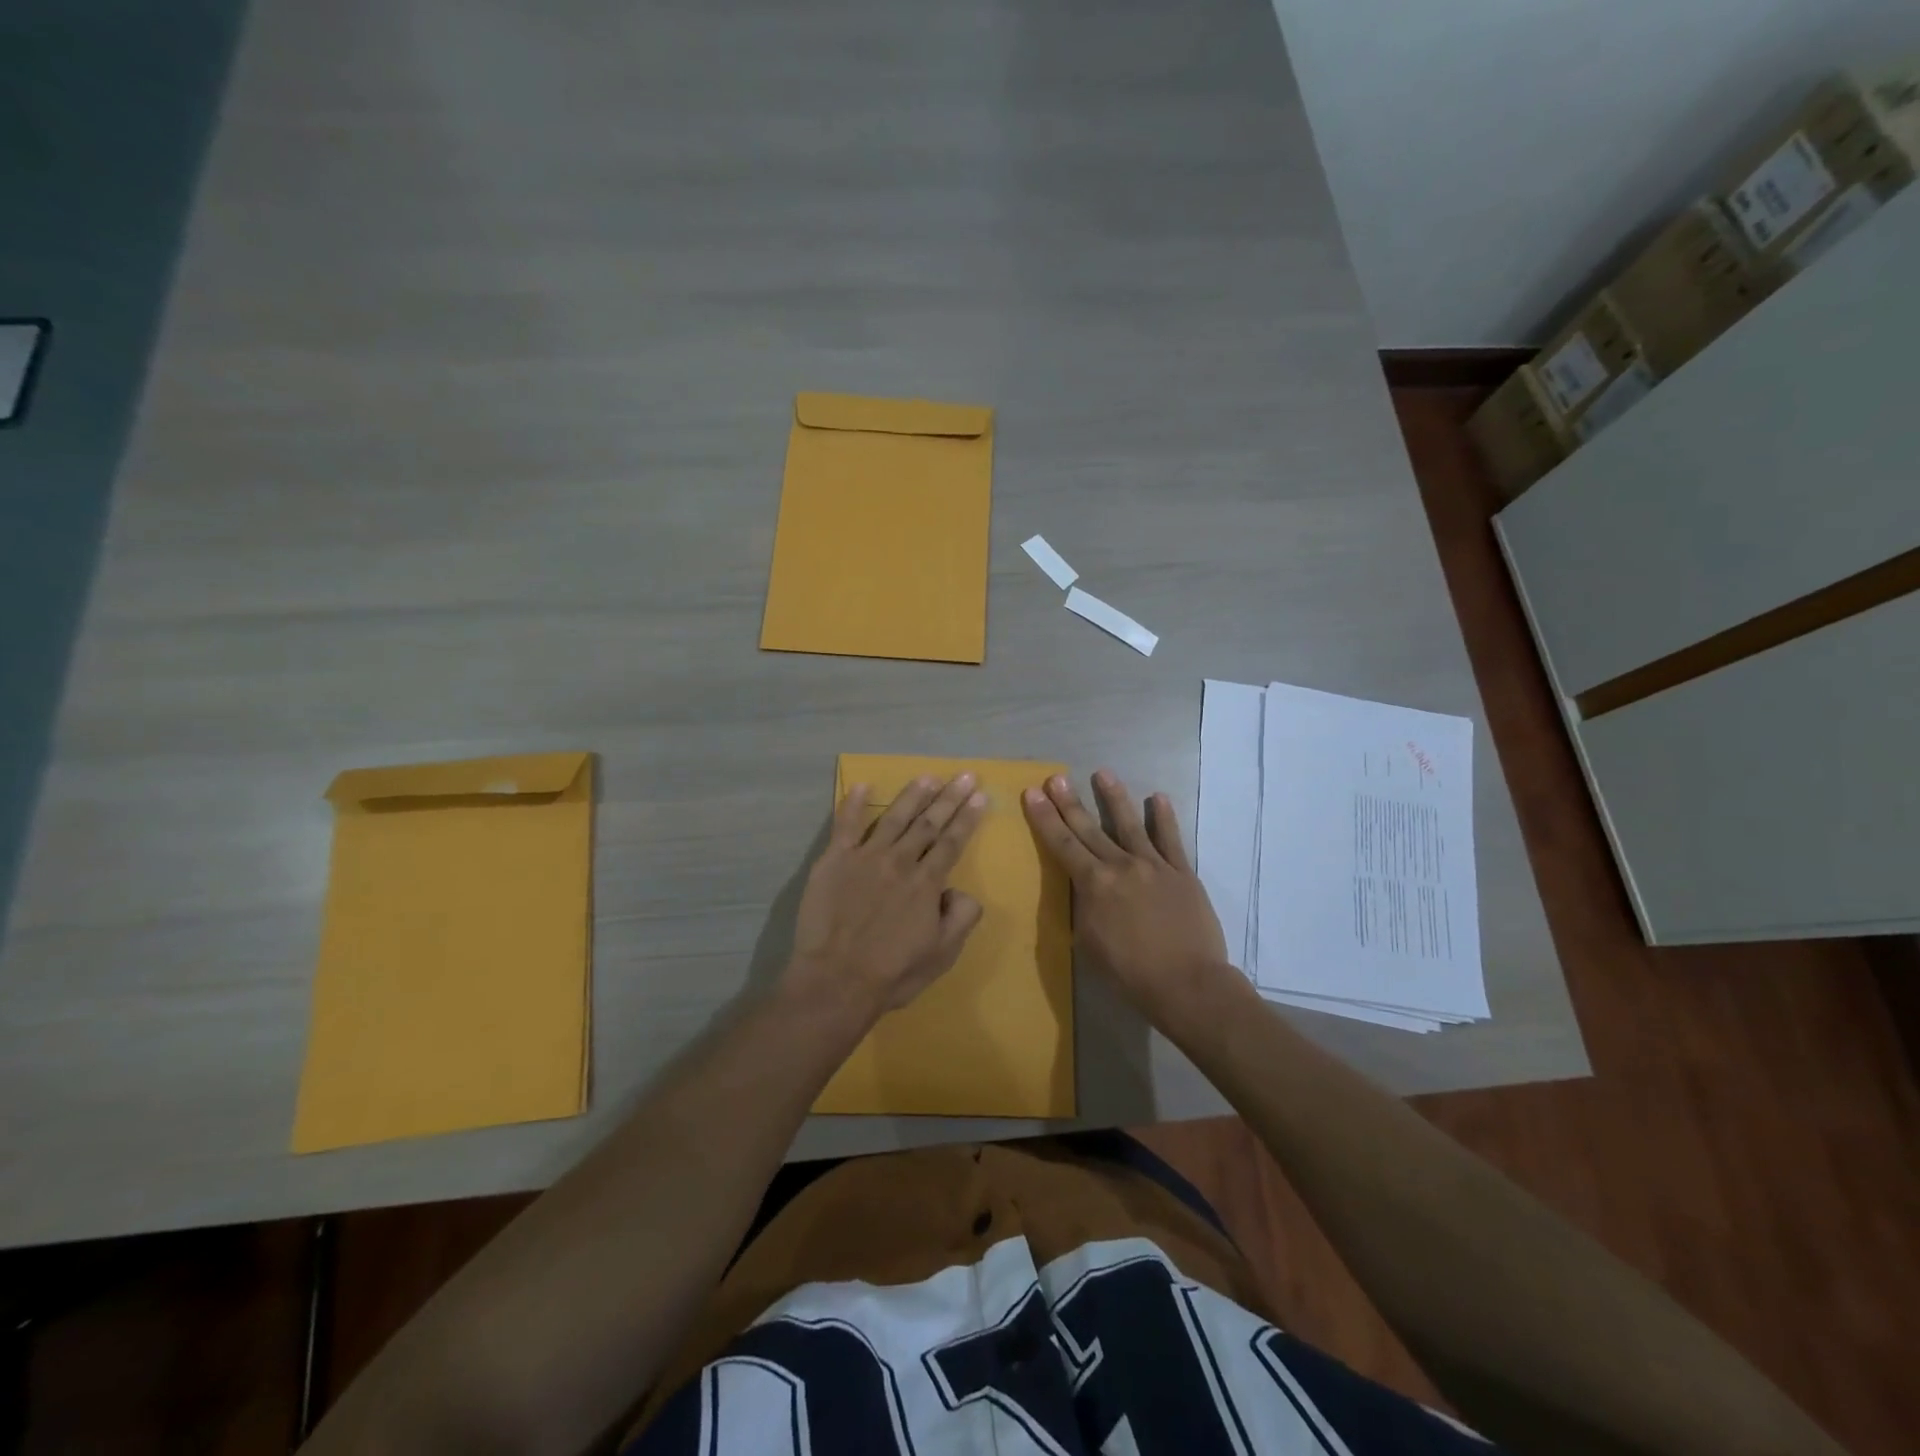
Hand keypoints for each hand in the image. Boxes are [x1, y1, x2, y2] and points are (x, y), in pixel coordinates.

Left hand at [787, 773, 988, 1019]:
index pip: (952, 842)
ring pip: (894, 818)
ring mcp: (865, 857)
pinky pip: (845, 825)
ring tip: (928, 776)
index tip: (980, 796)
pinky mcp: (834, 860)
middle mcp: (899, 861)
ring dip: (913, 795)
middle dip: (949, 797)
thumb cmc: (892, 973)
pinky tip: (863, 786)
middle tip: (965, 775)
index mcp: (926, 883)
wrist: (836, 980)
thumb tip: (961, 890)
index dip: (968, 818)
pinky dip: (854, 804)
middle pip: (929, 823)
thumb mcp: (942, 954)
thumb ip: (961, 918)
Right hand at [1023, 770, 1230, 1017]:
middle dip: (1069, 802)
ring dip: (1114, 797)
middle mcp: (1121, 866)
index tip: (1033, 793)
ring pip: (1130, 824)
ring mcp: (1154, 866)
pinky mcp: (1182, 872)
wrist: (1188, 984)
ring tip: (1103, 773)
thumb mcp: (1090, 943)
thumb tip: (1085, 887)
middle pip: (1089, 829)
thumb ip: (1084, 908)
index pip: (1062, 845)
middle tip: (1056, 777)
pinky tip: (1158, 797)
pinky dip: (1165, 818)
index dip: (1045, 819)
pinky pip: (1172, 839)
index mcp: (1094, 885)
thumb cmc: (1130, 973)